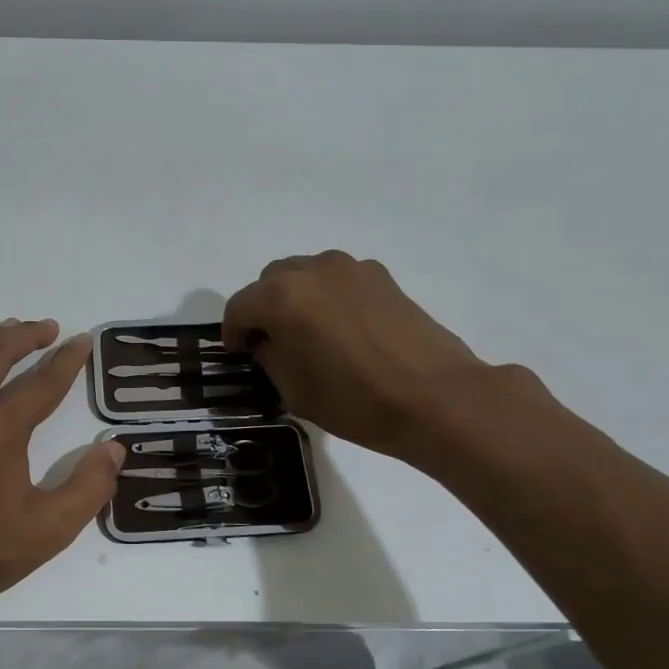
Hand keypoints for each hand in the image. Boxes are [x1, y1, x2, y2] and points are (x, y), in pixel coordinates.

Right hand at [222, 251, 492, 462]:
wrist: (435, 397)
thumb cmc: (355, 400)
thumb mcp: (294, 390)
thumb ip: (269, 356)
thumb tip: (268, 342)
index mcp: (282, 297)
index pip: (239, 307)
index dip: (233, 332)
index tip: (238, 353)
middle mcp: (312, 270)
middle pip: (270, 281)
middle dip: (263, 308)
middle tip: (270, 342)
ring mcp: (350, 268)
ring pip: (305, 275)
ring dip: (296, 298)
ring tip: (308, 333)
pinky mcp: (381, 277)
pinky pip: (338, 280)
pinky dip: (328, 297)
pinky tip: (342, 330)